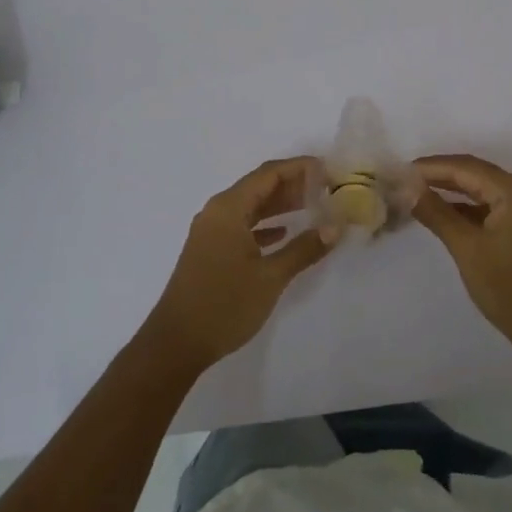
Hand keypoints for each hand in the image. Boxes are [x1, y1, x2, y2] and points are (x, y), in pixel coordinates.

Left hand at [141, 158, 332, 375]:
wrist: (176, 343)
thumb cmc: (224, 305)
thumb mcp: (270, 277)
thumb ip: (303, 249)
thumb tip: (335, 227)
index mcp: (228, 208)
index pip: (269, 174)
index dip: (299, 167)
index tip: (328, 169)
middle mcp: (217, 212)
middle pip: (259, 186)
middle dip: (292, 184)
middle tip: (326, 188)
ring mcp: (211, 232)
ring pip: (251, 206)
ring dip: (279, 205)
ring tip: (313, 206)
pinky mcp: (210, 250)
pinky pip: (242, 225)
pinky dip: (264, 225)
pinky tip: (283, 233)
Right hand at [410, 154, 511, 362]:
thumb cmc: (511, 289)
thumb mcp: (468, 249)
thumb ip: (437, 213)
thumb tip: (407, 188)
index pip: (465, 167)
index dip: (430, 167)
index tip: (398, 171)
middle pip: (473, 174)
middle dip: (438, 176)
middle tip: (401, 180)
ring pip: (480, 190)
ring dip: (449, 191)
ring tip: (413, 194)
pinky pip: (488, 207)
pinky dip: (464, 209)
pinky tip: (439, 213)